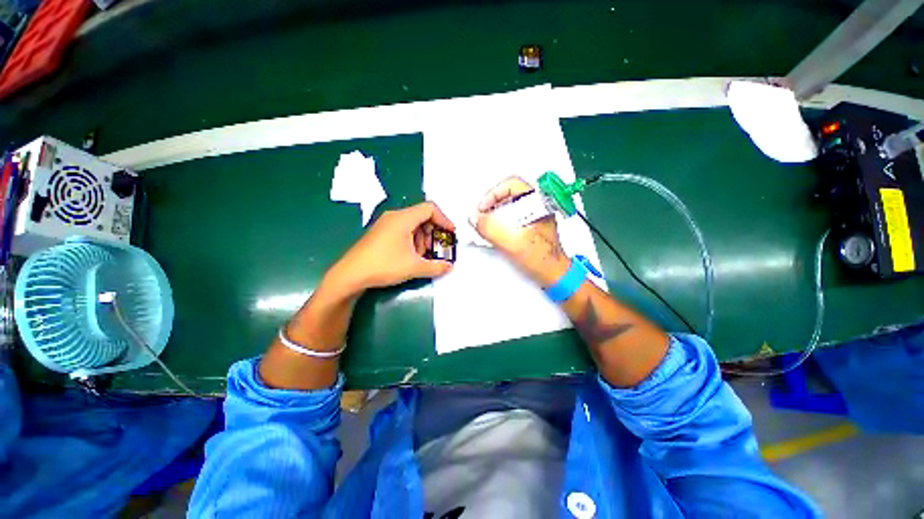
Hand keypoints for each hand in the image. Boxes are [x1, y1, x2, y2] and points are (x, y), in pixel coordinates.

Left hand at [326, 201, 454, 295]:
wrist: (350, 275)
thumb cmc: (384, 266)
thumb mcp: (414, 267)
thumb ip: (436, 267)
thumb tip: (450, 267)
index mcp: (403, 218)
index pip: (430, 209)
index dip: (444, 219)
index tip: (450, 234)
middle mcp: (394, 216)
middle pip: (422, 216)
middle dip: (433, 233)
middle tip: (435, 250)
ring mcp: (386, 224)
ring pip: (413, 224)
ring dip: (422, 239)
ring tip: (421, 256)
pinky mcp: (380, 232)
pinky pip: (403, 230)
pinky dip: (412, 240)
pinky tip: (409, 256)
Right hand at [471, 176, 569, 286]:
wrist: (554, 275)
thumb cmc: (543, 259)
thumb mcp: (513, 243)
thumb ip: (491, 228)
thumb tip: (475, 218)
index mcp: (538, 202)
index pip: (511, 184)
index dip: (492, 194)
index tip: (482, 209)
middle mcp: (538, 206)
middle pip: (508, 195)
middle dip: (491, 205)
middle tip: (482, 218)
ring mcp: (535, 216)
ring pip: (509, 206)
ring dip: (494, 215)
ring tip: (487, 228)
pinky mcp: (531, 226)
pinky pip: (512, 217)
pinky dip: (500, 223)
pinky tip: (496, 235)